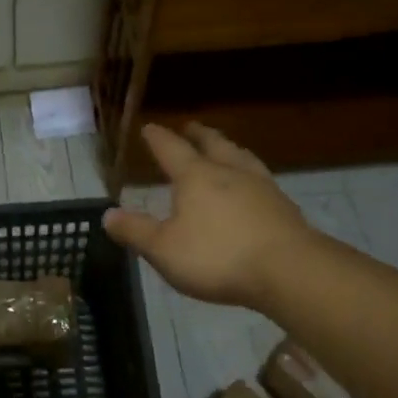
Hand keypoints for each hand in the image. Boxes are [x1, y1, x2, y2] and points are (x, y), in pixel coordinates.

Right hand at [102, 123, 315, 310]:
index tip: (149, 127)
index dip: (158, 138)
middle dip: (198, 134)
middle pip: (212, 144)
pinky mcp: (284, 207)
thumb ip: (135, 231)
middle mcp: (229, 172)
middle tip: (191, 126)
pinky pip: (261, 180)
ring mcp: (261, 187)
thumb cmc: (218, 256)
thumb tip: (107, 215)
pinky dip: (250, 174)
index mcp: (196, 177)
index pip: (171, 149)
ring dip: (229, 148)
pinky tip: (253, 185)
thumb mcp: (164, 249)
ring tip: (225, 148)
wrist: (289, 271)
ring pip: (241, 157)